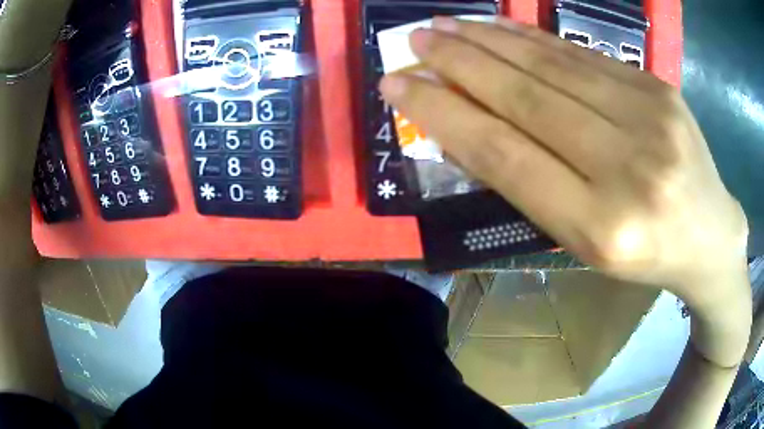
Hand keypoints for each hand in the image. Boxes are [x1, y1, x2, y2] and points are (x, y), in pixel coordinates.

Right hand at [379, 17, 749, 365]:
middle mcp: (627, 169)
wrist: (708, 235)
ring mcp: (649, 118)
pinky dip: (533, 39)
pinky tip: (501, 28)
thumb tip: (465, 127)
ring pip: (552, 65)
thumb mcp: (583, 241)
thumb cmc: (645, 253)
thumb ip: (529, 183)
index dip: (444, 113)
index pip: (504, 154)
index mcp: (600, 227)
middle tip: (415, 38)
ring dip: (489, 40)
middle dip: (459, 62)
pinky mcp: (658, 88)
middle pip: (526, 98)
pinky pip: (583, 56)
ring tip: (446, 25)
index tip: (398, 85)